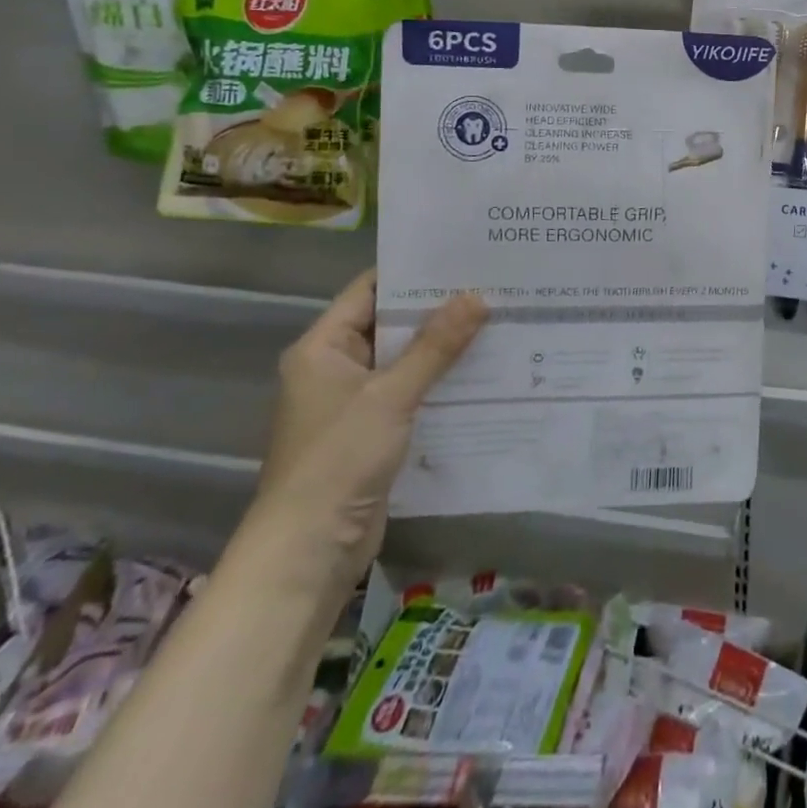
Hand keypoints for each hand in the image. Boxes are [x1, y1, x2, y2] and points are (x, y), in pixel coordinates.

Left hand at [252, 270, 487, 597]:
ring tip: (497, 319)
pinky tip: (483, 369)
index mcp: (323, 347)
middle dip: (438, 308)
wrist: (309, 551)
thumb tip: (477, 296)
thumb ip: (435, 346)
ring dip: (444, 346)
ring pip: (406, 359)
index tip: (460, 256)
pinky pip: (412, 392)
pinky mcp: (374, 431)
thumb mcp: (391, 395)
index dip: (412, 271)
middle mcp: (336, 367)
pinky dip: (440, 380)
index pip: (370, 290)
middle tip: (491, 284)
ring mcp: (355, 401)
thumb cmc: (338, 460)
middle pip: (391, 323)